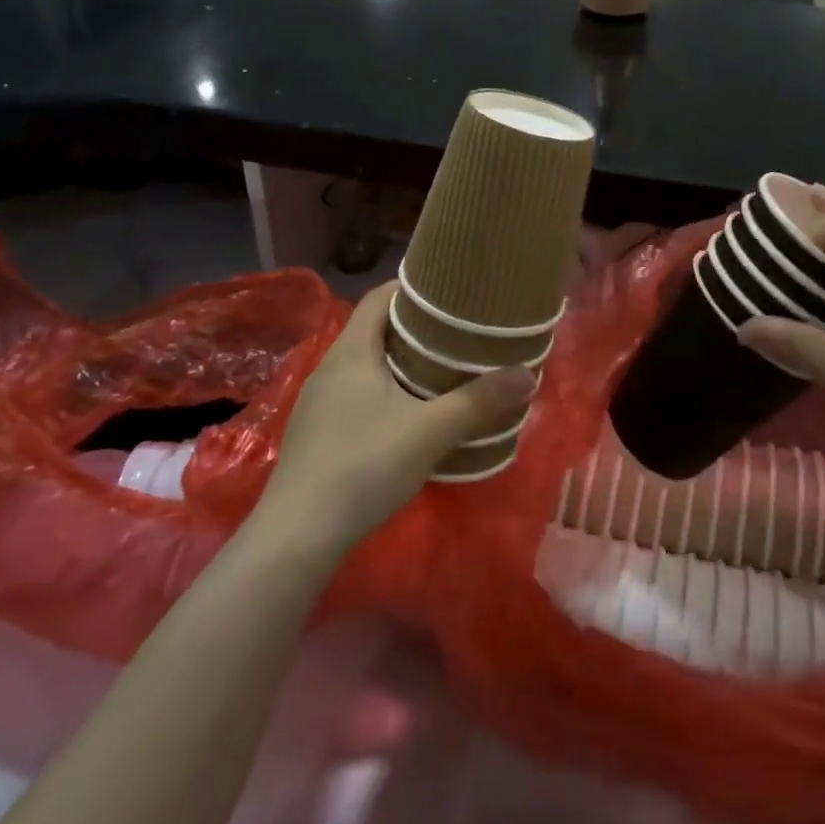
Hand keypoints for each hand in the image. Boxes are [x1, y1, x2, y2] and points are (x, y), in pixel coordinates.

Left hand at [261, 284, 533, 553]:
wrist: (297, 535)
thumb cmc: (363, 465)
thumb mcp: (430, 432)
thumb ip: (478, 401)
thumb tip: (527, 375)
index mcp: (352, 351)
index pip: (379, 296)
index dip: (414, 288)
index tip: (450, 293)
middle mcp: (330, 367)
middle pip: (375, 329)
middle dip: (416, 328)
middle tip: (459, 333)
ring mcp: (319, 402)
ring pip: (367, 365)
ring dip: (401, 363)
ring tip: (443, 372)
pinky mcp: (318, 433)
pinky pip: (357, 394)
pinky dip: (387, 392)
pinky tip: (410, 417)